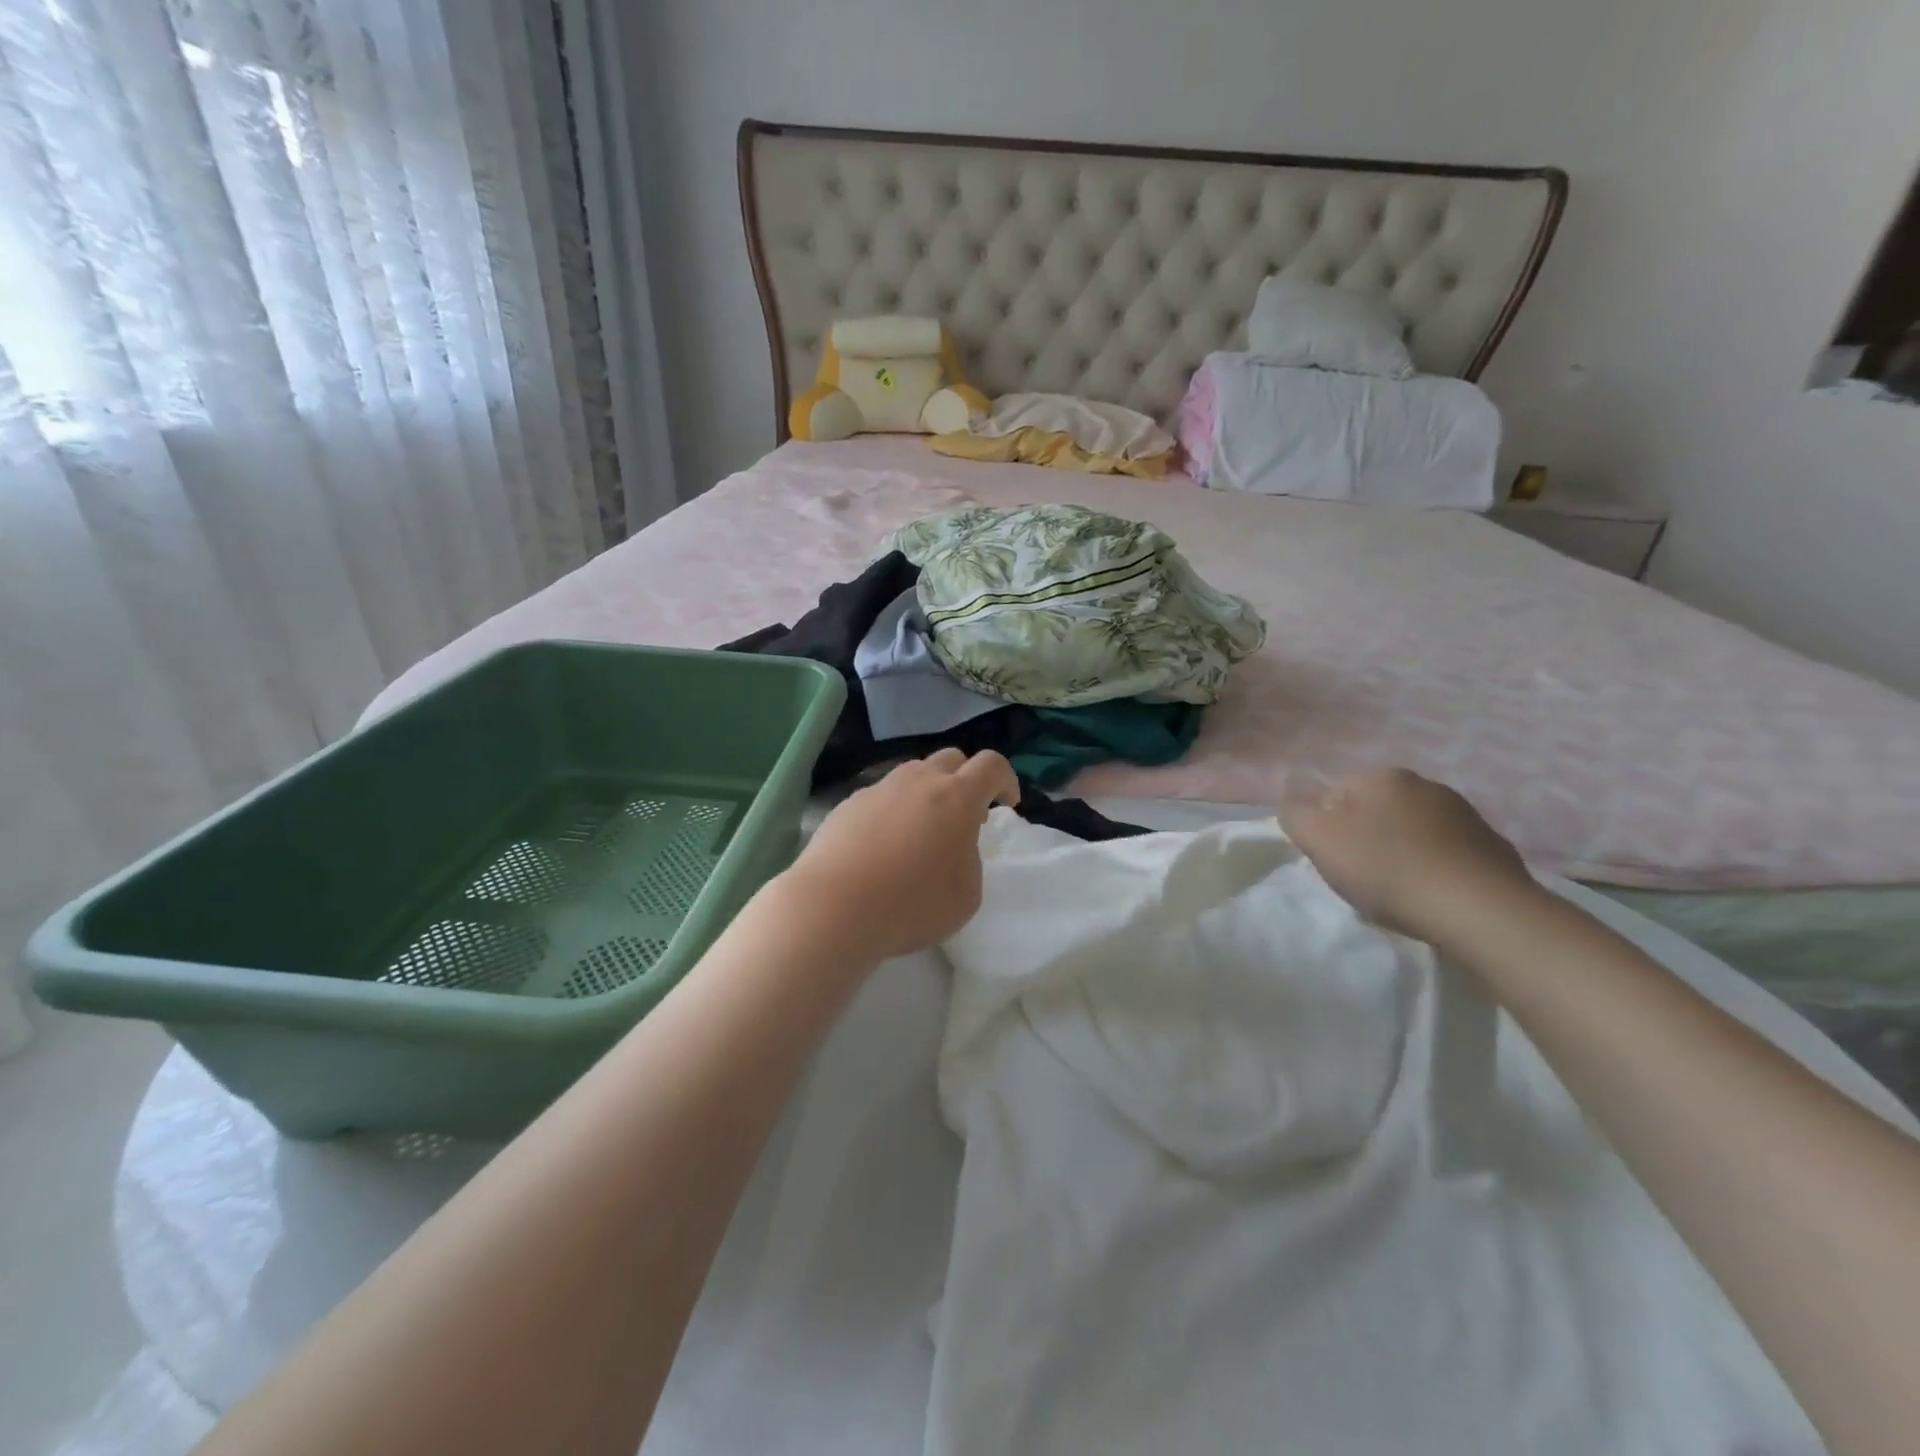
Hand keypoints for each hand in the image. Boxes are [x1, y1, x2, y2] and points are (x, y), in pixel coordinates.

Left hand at [778, 749, 1020, 961]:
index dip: (1006, 780)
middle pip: (951, 759)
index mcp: (957, 797)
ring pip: (913, 774)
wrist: (834, 907)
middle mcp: (919, 781)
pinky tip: (883, 846)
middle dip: (965, 780)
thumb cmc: (912, 904)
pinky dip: (893, 810)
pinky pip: (882, 796)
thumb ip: (970, 859)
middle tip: (964, 817)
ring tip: (921, 831)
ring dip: (927, 792)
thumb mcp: (967, 895)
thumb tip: (954, 845)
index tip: (1006, 805)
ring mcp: (880, 789)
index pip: (992, 765)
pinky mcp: (849, 804)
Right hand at [1280, 767, 1534, 941]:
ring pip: (1414, 831)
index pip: (1336, 794)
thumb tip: (1295, 804)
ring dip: (1404, 852)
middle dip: (1367, 837)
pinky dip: (1437, 869)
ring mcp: (1465, 814)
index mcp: (1382, 777)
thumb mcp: (1319, 840)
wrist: (1479, 910)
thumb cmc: (1387, 870)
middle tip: (1363, 877)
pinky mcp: (1493, 846)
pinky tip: (1434, 896)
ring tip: (1401, 892)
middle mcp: (1425, 784)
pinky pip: (1449, 854)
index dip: (1328, 828)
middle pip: (1376, 811)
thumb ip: (1295, 815)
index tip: (1333, 860)